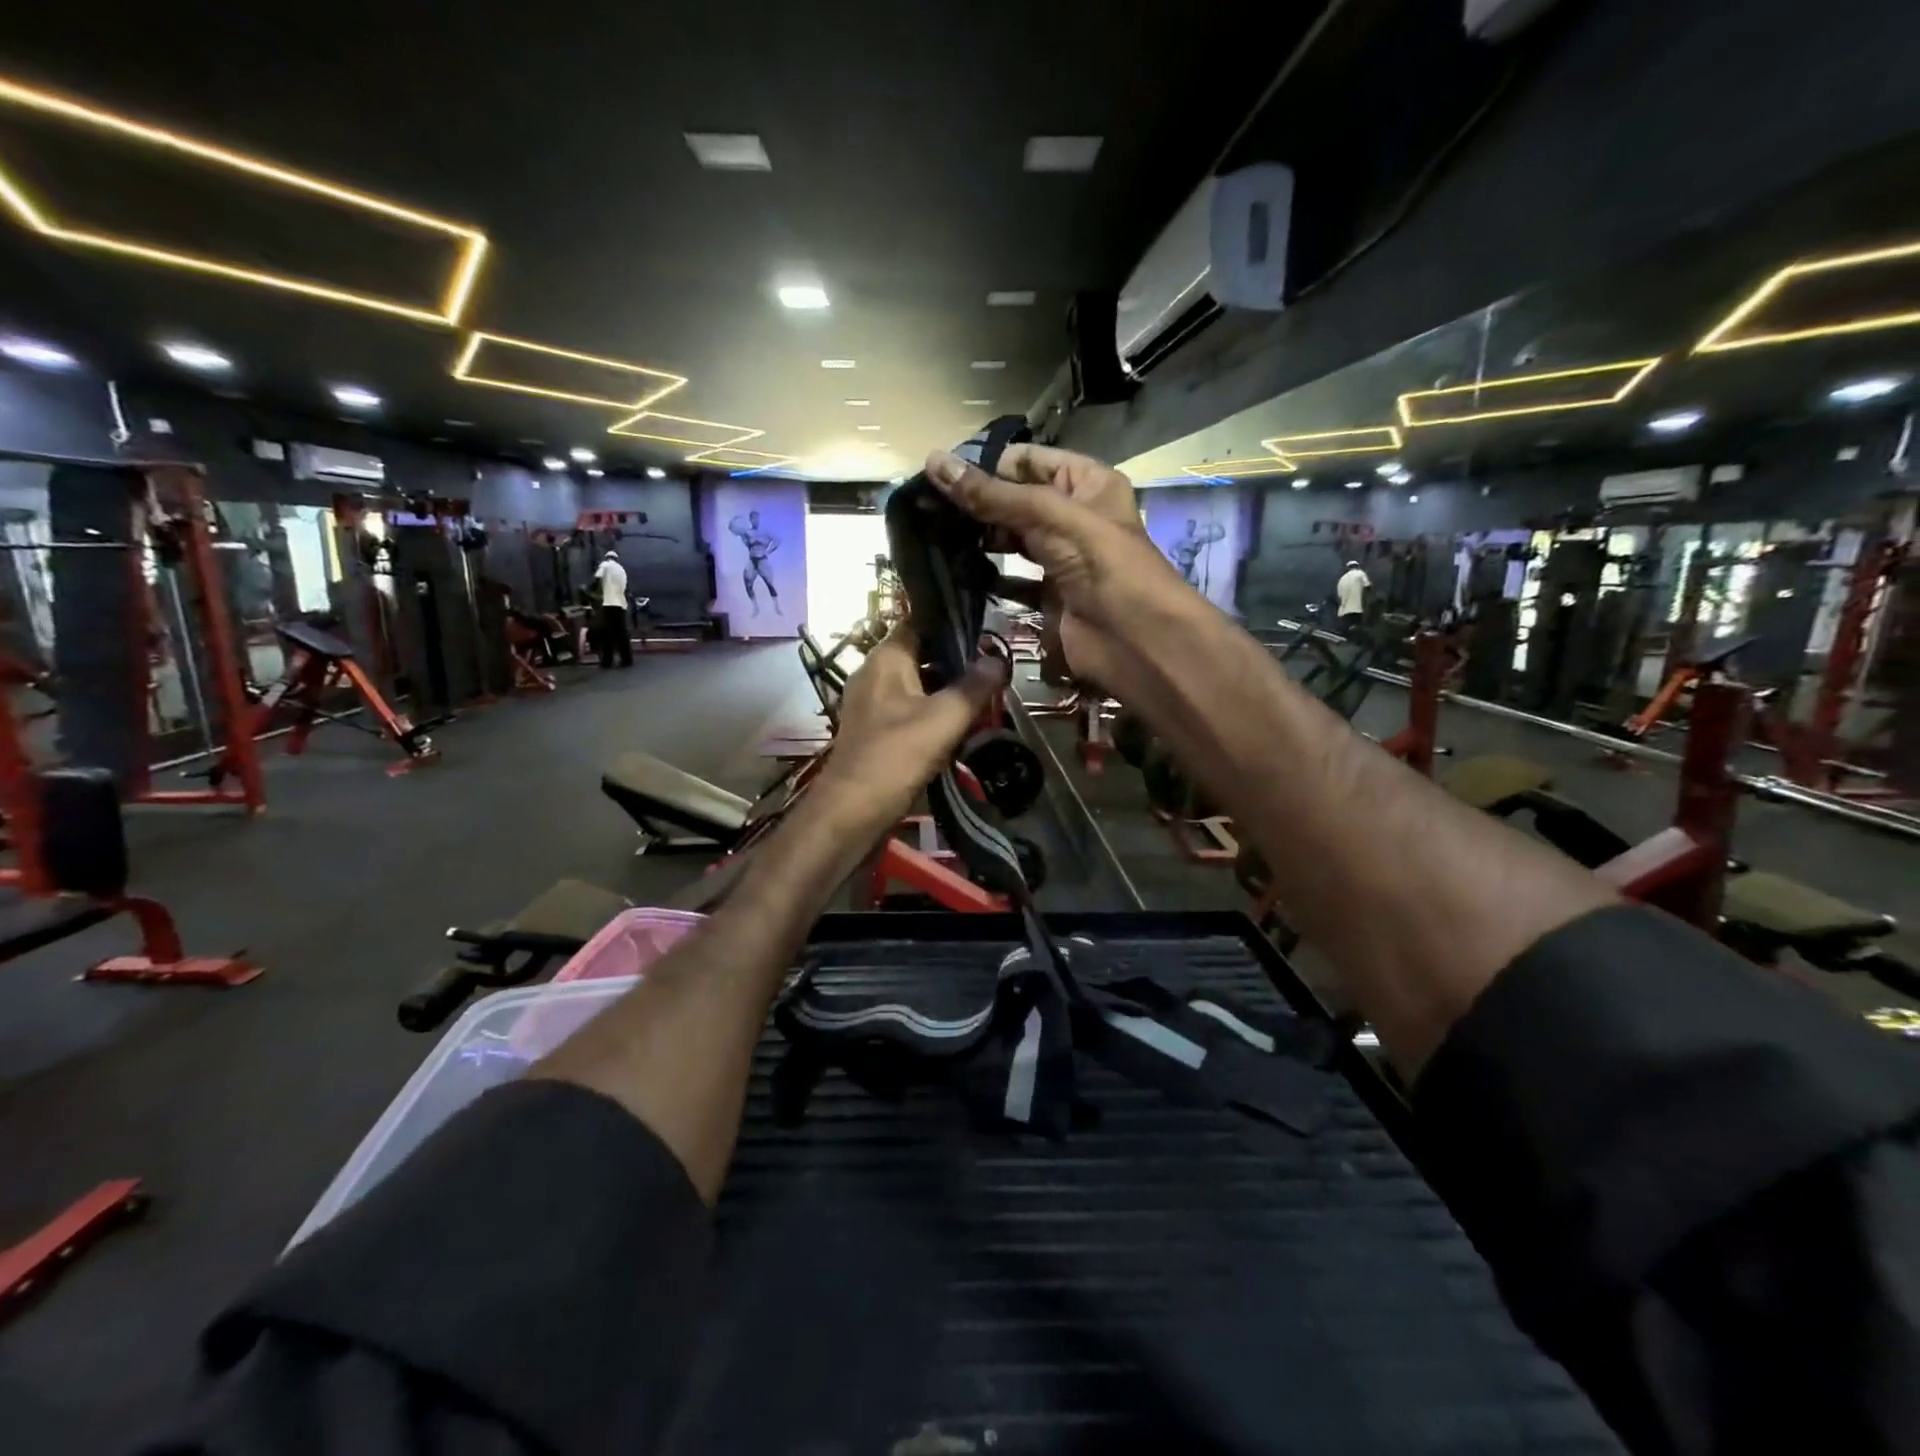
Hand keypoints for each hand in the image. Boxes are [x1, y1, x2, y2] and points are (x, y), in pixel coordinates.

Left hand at [817, 623, 1007, 827]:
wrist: (851, 813)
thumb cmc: (896, 757)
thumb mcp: (944, 719)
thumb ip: (974, 687)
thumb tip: (999, 659)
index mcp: (885, 658)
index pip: (919, 622)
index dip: (952, 623)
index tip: (986, 631)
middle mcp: (874, 674)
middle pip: (920, 654)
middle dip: (956, 662)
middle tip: (993, 671)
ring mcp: (871, 704)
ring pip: (916, 685)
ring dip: (946, 691)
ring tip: (982, 699)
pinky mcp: (874, 732)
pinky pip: (908, 711)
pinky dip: (932, 714)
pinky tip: (956, 729)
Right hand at [925, 444, 1189, 689]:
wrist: (1135, 639)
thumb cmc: (1101, 563)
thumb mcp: (1048, 516)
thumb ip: (991, 495)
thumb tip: (933, 461)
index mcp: (1085, 483)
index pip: (1027, 461)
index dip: (986, 466)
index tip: (939, 477)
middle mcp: (1073, 516)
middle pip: (1015, 501)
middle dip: (975, 505)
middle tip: (926, 510)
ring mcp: (1060, 559)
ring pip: (1010, 541)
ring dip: (977, 541)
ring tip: (932, 538)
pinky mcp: (1048, 596)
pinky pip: (1011, 582)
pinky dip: (986, 579)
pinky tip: (954, 574)